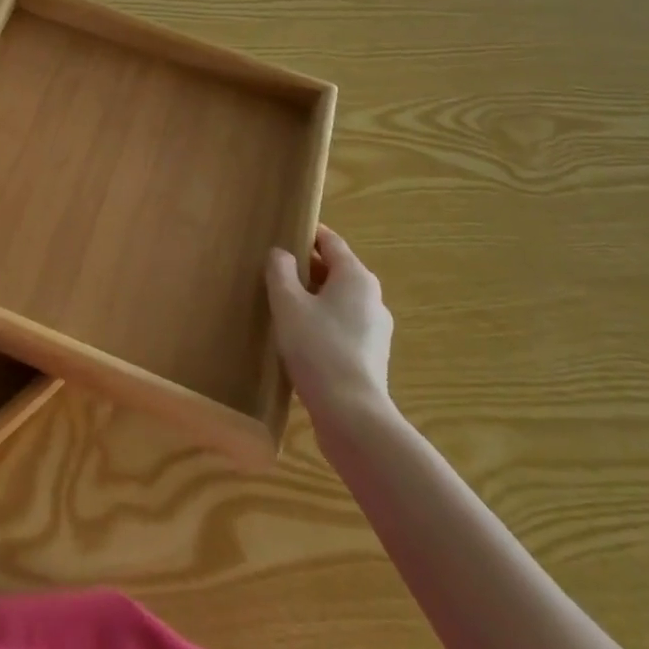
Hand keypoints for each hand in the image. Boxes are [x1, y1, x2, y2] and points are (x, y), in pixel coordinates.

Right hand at [266, 225, 394, 422]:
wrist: (352, 415)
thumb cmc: (317, 348)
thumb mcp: (287, 303)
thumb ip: (280, 271)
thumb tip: (281, 253)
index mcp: (356, 276)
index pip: (331, 241)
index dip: (307, 234)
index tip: (282, 233)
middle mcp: (372, 297)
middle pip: (335, 270)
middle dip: (306, 267)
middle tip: (273, 270)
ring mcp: (375, 329)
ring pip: (339, 299)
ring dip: (313, 297)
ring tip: (282, 305)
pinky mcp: (371, 356)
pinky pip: (343, 325)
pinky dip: (322, 322)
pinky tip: (299, 337)